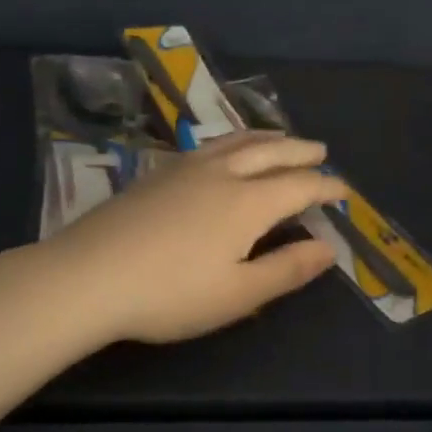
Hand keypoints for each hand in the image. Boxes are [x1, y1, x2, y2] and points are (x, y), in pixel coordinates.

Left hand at [44, 132, 348, 344]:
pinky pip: (211, 144)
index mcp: (248, 202)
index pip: (299, 185)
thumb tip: (329, 249)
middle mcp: (222, 173)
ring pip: (237, 141)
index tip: (344, 190)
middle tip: (320, 150)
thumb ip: (287, 269)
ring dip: (267, 137)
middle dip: (300, 151)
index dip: (326, 187)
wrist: (87, 276)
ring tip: (281, 137)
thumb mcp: (238, 294)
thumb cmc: (170, 294)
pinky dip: (234, 141)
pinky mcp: (157, 173)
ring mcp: (186, 168)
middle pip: (271, 151)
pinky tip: (225, 151)